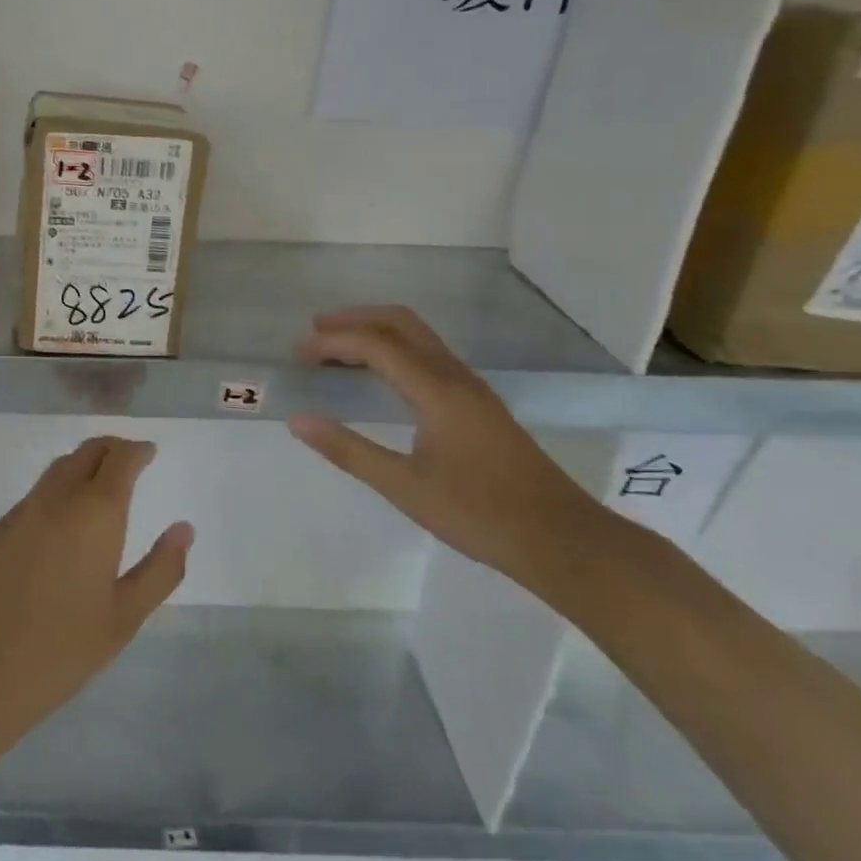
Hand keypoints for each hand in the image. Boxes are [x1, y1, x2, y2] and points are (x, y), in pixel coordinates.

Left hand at [0, 436, 192, 755]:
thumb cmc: (57, 650)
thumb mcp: (123, 618)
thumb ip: (159, 570)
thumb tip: (183, 529)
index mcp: (94, 512)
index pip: (119, 458)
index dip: (137, 450)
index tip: (149, 452)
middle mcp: (56, 499)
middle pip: (86, 452)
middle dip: (110, 449)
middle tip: (128, 460)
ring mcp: (19, 513)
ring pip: (56, 472)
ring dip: (81, 468)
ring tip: (96, 488)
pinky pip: (33, 499)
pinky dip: (55, 495)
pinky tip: (57, 529)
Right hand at [288, 307, 603, 588]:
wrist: (562, 540)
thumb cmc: (479, 514)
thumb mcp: (404, 487)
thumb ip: (348, 450)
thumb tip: (298, 419)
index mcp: (436, 390)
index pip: (375, 345)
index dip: (333, 342)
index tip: (298, 354)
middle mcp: (455, 376)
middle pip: (400, 323)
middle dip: (355, 319)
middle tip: (315, 333)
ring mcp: (471, 388)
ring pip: (418, 337)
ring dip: (376, 333)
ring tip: (338, 351)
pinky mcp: (479, 404)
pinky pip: (428, 356)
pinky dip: (395, 351)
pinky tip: (382, 377)